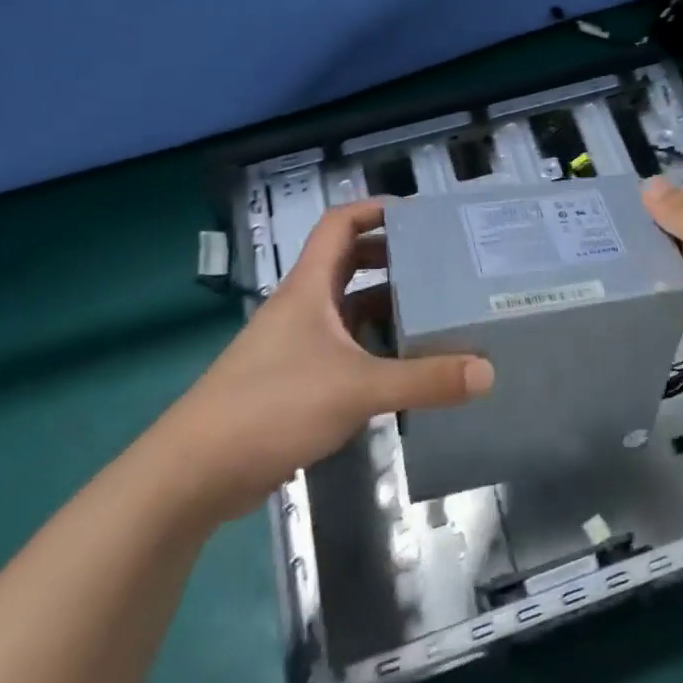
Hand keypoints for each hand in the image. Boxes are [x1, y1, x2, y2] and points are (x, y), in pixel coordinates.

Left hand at [149, 200, 493, 523]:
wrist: (195, 472)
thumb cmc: (273, 406)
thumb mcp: (357, 389)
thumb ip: (424, 380)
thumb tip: (487, 373)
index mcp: (309, 289)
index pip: (339, 225)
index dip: (375, 210)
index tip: (419, 214)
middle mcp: (302, 308)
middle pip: (348, 264)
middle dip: (392, 257)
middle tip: (440, 264)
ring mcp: (296, 345)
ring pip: (348, 310)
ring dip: (386, 306)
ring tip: (435, 310)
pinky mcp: (295, 381)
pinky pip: (344, 349)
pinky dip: (374, 347)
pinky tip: (405, 365)